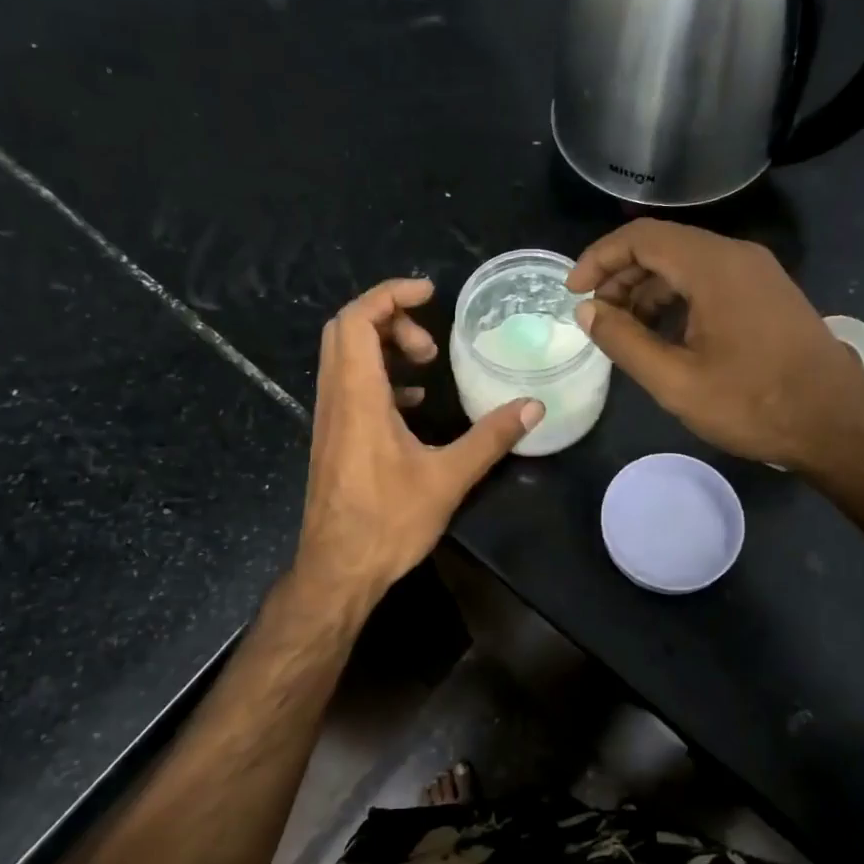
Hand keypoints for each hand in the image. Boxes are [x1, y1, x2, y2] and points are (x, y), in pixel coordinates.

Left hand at [293, 277, 542, 606]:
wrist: (337, 570)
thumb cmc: (388, 523)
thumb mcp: (447, 479)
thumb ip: (490, 438)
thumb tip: (532, 407)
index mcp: (358, 397)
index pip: (357, 319)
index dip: (390, 293)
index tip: (430, 293)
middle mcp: (336, 397)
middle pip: (346, 328)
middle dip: (390, 317)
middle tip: (430, 340)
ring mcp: (330, 417)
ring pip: (344, 355)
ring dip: (383, 344)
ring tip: (426, 364)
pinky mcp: (333, 436)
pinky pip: (348, 383)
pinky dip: (377, 374)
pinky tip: (412, 401)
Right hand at [568, 219, 863, 476]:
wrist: (839, 426)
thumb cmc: (754, 405)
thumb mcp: (676, 381)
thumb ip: (624, 341)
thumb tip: (588, 311)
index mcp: (714, 267)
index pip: (641, 237)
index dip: (600, 259)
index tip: (573, 292)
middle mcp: (737, 256)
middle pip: (663, 245)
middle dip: (621, 275)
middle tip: (597, 316)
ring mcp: (758, 273)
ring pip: (686, 263)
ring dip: (648, 289)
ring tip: (625, 330)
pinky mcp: (768, 293)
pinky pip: (710, 280)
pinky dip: (677, 298)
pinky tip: (665, 335)